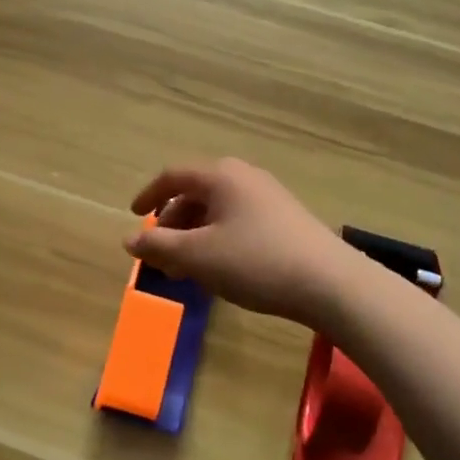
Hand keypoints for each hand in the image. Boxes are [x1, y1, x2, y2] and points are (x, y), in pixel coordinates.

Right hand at [125, 159, 351, 329]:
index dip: (149, 195)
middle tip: (161, 255)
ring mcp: (269, 196)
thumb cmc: (254, 261)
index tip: (134, 216)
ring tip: (187, 271)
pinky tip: (220, 270)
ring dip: (195, 236)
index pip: (173, 176)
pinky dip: (218, 239)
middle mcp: (244, 177)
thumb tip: (129, 240)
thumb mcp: (197, 256)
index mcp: (220, 176)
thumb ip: (159, 246)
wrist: (329, 283)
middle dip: (172, 223)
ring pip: (218, 210)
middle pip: (196, 193)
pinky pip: (239, 220)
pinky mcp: (285, 218)